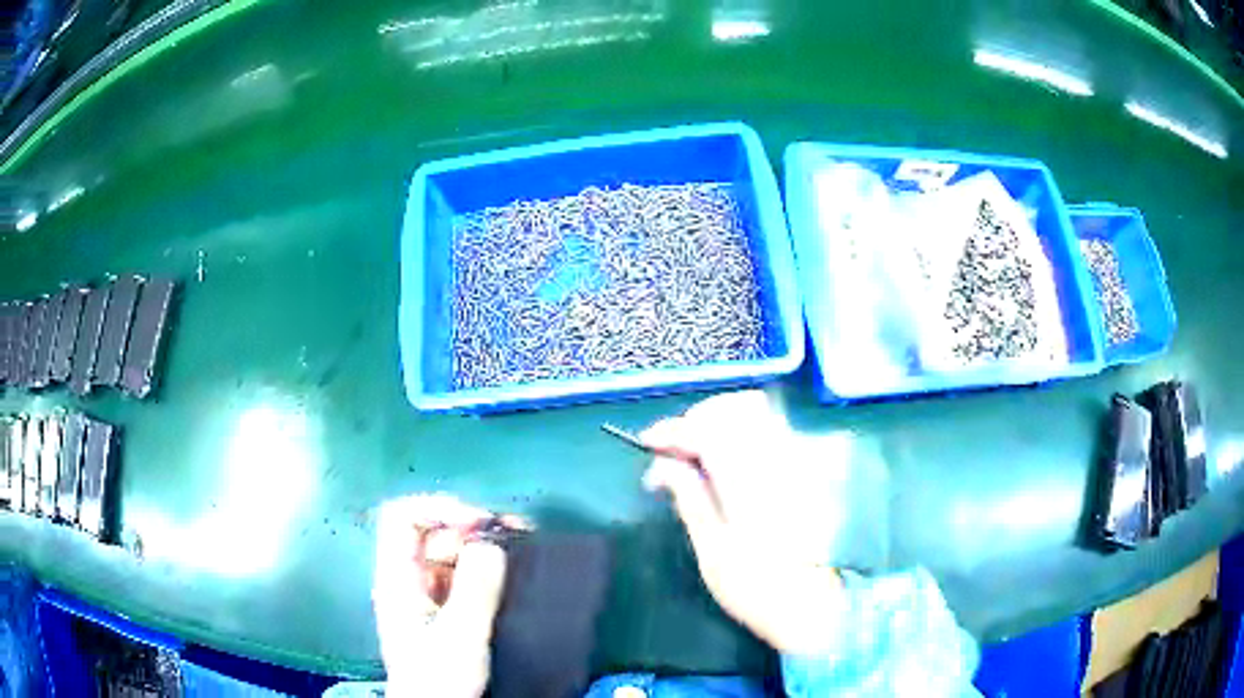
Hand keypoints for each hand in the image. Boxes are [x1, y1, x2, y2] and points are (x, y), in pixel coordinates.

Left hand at [372, 494, 513, 697]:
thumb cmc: (440, 678)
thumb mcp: (461, 636)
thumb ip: (475, 589)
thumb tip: (491, 543)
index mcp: (397, 579)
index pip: (402, 518)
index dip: (438, 508)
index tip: (480, 522)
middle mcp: (407, 579)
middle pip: (430, 532)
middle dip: (470, 527)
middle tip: (515, 532)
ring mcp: (424, 594)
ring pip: (448, 553)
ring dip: (481, 546)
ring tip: (520, 550)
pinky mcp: (441, 609)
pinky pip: (460, 575)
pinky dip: (483, 568)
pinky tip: (510, 574)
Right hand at [642, 390, 845, 654]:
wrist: (812, 607)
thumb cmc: (756, 587)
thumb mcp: (712, 550)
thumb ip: (689, 498)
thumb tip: (663, 465)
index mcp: (749, 481)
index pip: (707, 430)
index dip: (673, 430)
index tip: (647, 443)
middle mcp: (777, 460)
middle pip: (734, 409)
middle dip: (697, 420)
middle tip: (673, 450)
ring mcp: (797, 462)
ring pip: (757, 414)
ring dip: (721, 421)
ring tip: (697, 451)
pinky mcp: (806, 471)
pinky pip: (774, 430)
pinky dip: (744, 430)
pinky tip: (729, 458)